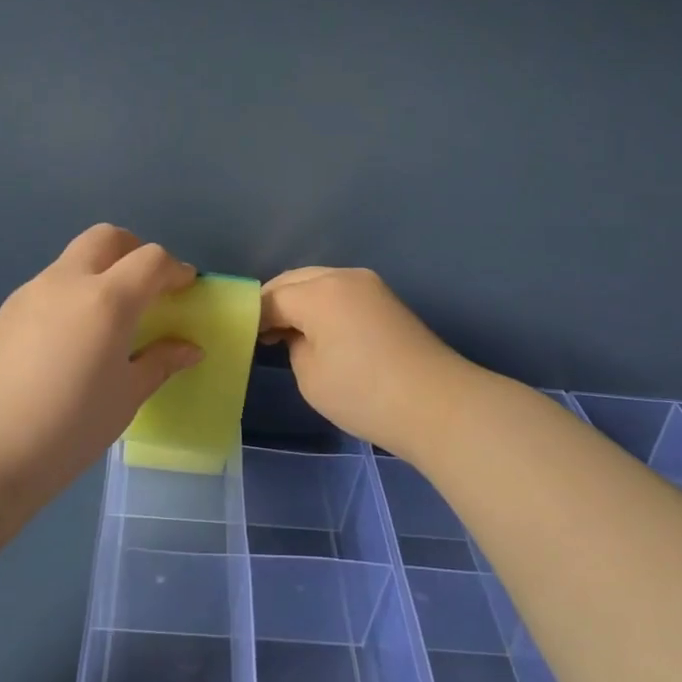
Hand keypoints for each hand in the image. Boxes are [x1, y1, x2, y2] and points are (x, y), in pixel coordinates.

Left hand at [0, 225, 203, 488]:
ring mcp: (31, 292)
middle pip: (108, 237)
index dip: (174, 270)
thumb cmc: (65, 429)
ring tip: (110, 320)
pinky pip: (51, 284)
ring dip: (101, 270)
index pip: (150, 259)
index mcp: (106, 300)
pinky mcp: (6, 311)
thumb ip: (159, 364)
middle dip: (135, 252)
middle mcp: (67, 281)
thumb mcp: (124, 400)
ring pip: (75, 258)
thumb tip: (189, 348)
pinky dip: (74, 291)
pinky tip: (72, 338)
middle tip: (148, 288)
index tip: (185, 290)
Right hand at [260, 267, 475, 456]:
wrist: (437, 405)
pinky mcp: (386, 299)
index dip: (253, 317)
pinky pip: (340, 292)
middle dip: (275, 303)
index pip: (272, 297)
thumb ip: (294, 345)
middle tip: (262, 335)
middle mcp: (343, 276)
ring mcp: (369, 285)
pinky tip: (319, 331)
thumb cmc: (364, 394)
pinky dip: (323, 305)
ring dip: (300, 301)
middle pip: (294, 281)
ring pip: (319, 282)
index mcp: (319, 292)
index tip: (243, 339)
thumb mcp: (310, 376)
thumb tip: (299, 335)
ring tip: (289, 334)